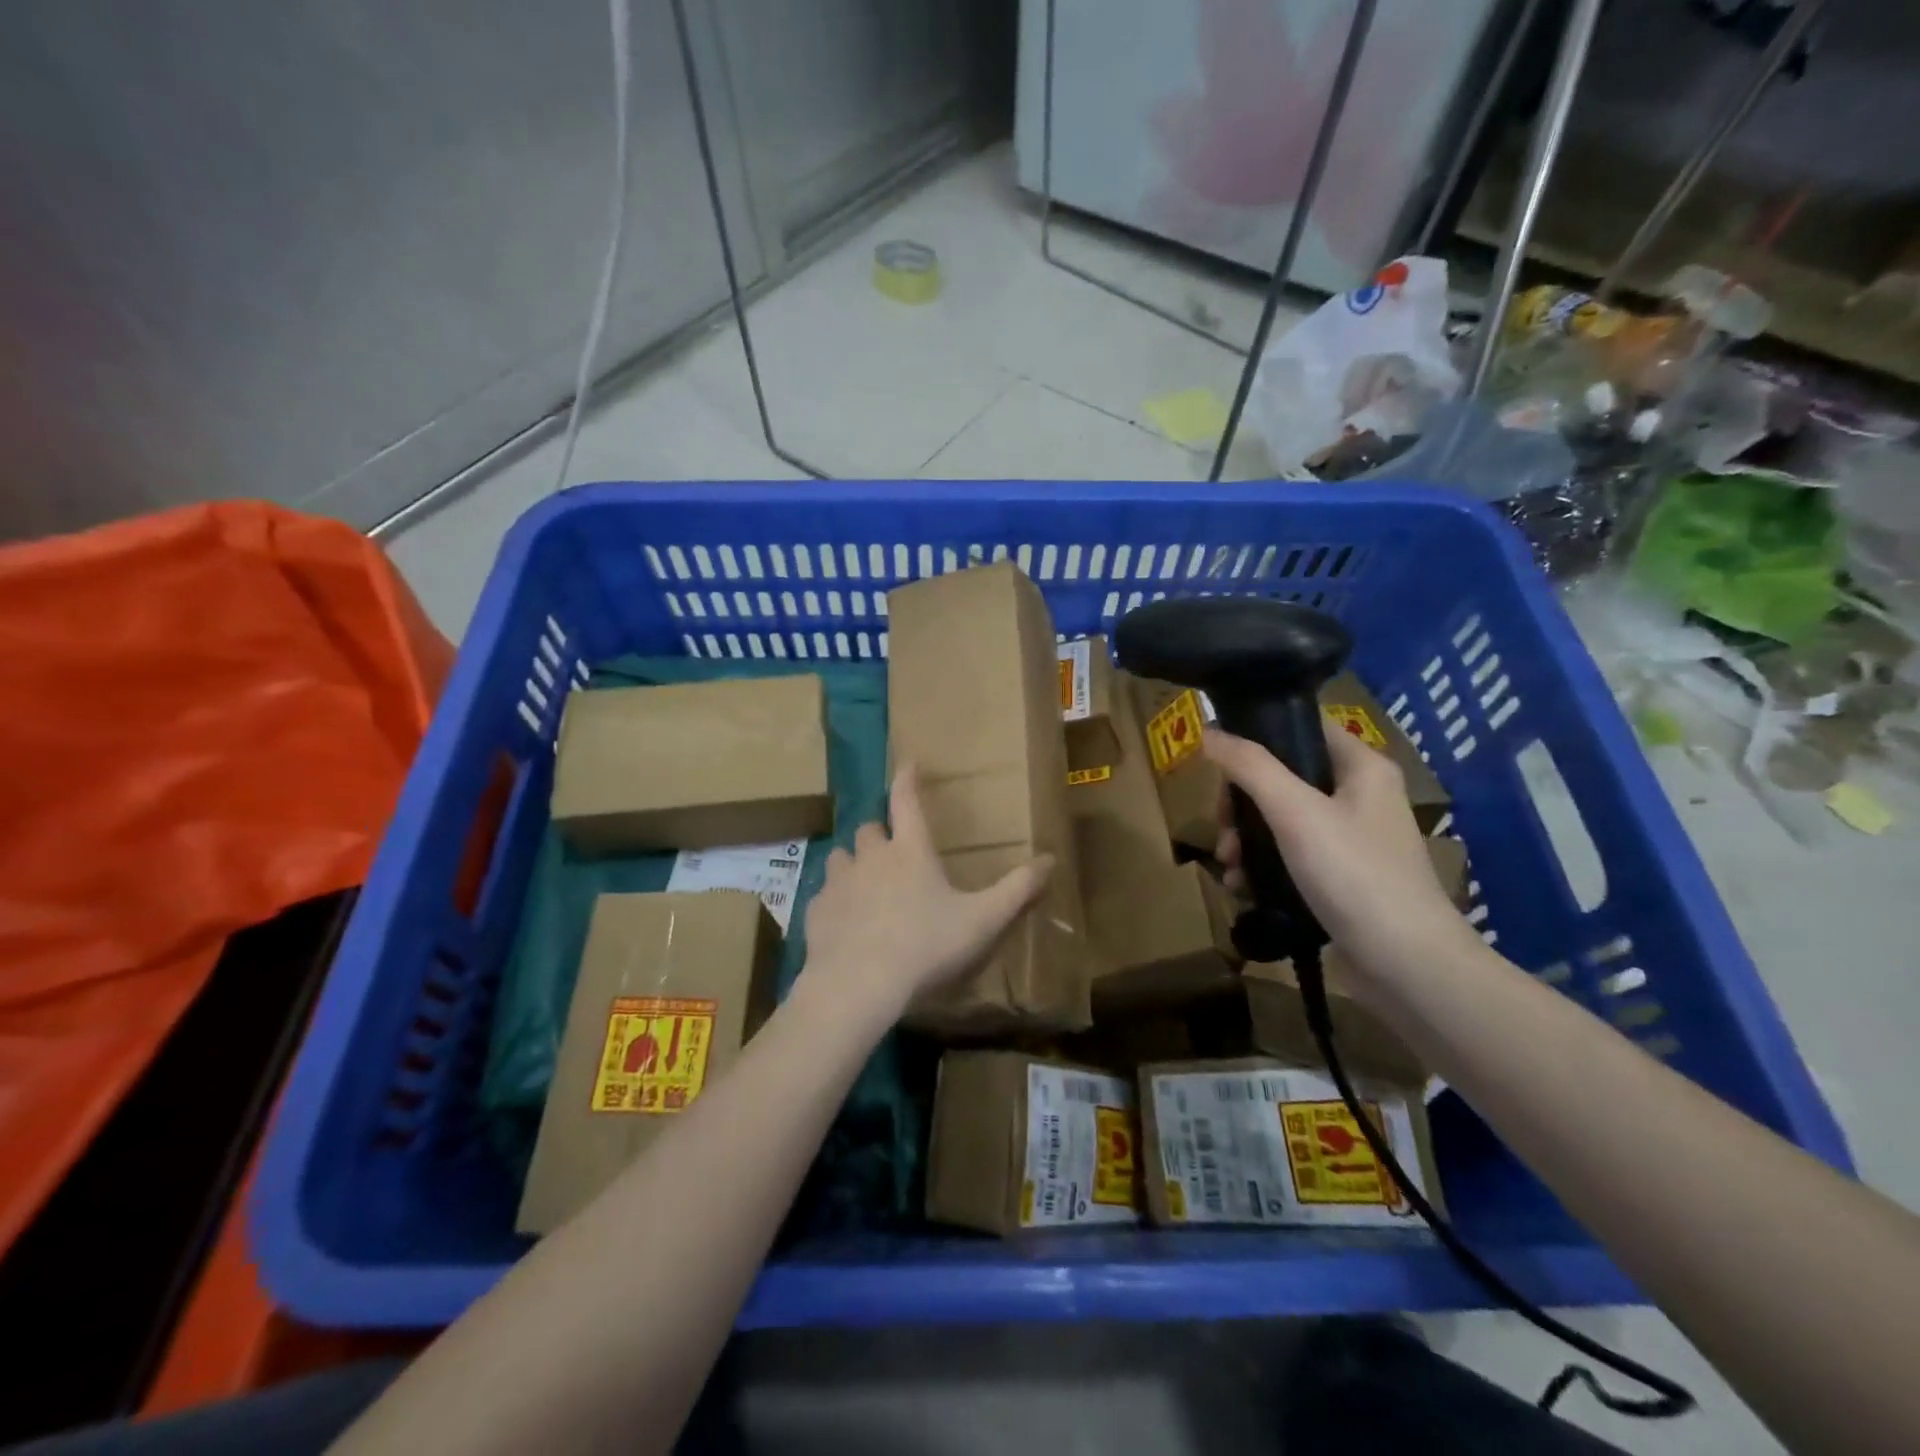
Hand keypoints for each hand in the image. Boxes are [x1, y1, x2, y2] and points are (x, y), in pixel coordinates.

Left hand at [799, 764, 1053, 1019]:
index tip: (907, 763)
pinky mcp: (816, 912)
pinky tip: (844, 922)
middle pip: (869, 829)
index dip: (907, 779)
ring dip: (853, 864)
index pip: (906, 801)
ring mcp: (838, 883)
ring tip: (863, 883)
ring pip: (840, 857)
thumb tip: (1051, 859)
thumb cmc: (926, 945)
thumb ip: (1017, 890)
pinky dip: (834, 901)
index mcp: (910, 852)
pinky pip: (823, 896)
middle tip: (891, 850)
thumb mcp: (982, 920)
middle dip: (879, 833)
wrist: (860, 984)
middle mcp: (870, 857)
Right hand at [1205, 724, 1478, 997]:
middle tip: (1221, 827)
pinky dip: (1263, 865)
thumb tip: (1207, 732)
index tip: (1217, 761)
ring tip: (1228, 865)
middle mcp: (1360, 795)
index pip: (1301, 728)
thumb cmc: (1353, 874)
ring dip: (1246, 838)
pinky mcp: (1342, 876)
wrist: (1406, 965)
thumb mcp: (1295, 812)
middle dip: (1242, 802)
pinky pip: (1290, 855)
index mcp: (1362, 767)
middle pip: (1283, 777)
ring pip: (1281, 819)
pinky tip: (1243, 886)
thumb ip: (1249, 767)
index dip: (1257, 735)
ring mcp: (1352, 838)